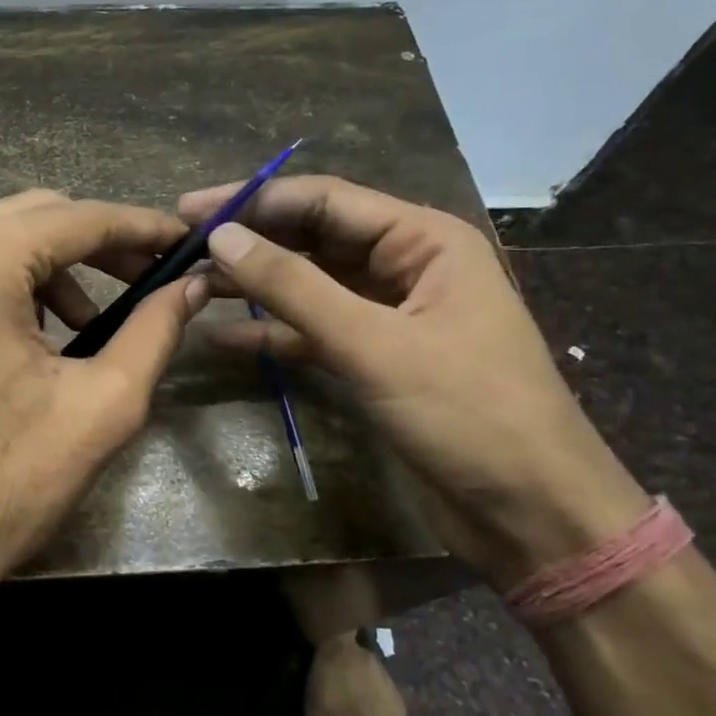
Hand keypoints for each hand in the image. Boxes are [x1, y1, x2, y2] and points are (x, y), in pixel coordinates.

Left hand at [0, 190, 208, 601]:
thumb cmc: (1, 485)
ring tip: (88, 322)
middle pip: (31, 216)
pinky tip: (27, 334)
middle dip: (96, 243)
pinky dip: (1, 283)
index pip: (77, 217)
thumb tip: (193, 286)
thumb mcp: (102, 406)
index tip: (183, 242)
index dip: (140, 226)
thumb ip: (155, 330)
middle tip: (146, 279)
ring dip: (48, 266)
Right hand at [177, 175, 646, 584]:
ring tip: (192, 283)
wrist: (532, 515)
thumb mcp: (374, 344)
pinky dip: (273, 333)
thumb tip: (222, 237)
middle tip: (183, 243)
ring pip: (309, 284)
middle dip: (251, 239)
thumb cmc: (468, 414)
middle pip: (313, 237)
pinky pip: (314, 331)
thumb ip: (294, 288)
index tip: (191, 210)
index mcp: (424, 240)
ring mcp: (389, 313)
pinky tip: (223, 339)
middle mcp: (406, 265)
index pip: (324, 200)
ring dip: (256, 284)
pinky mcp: (376, 357)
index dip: (254, 200)